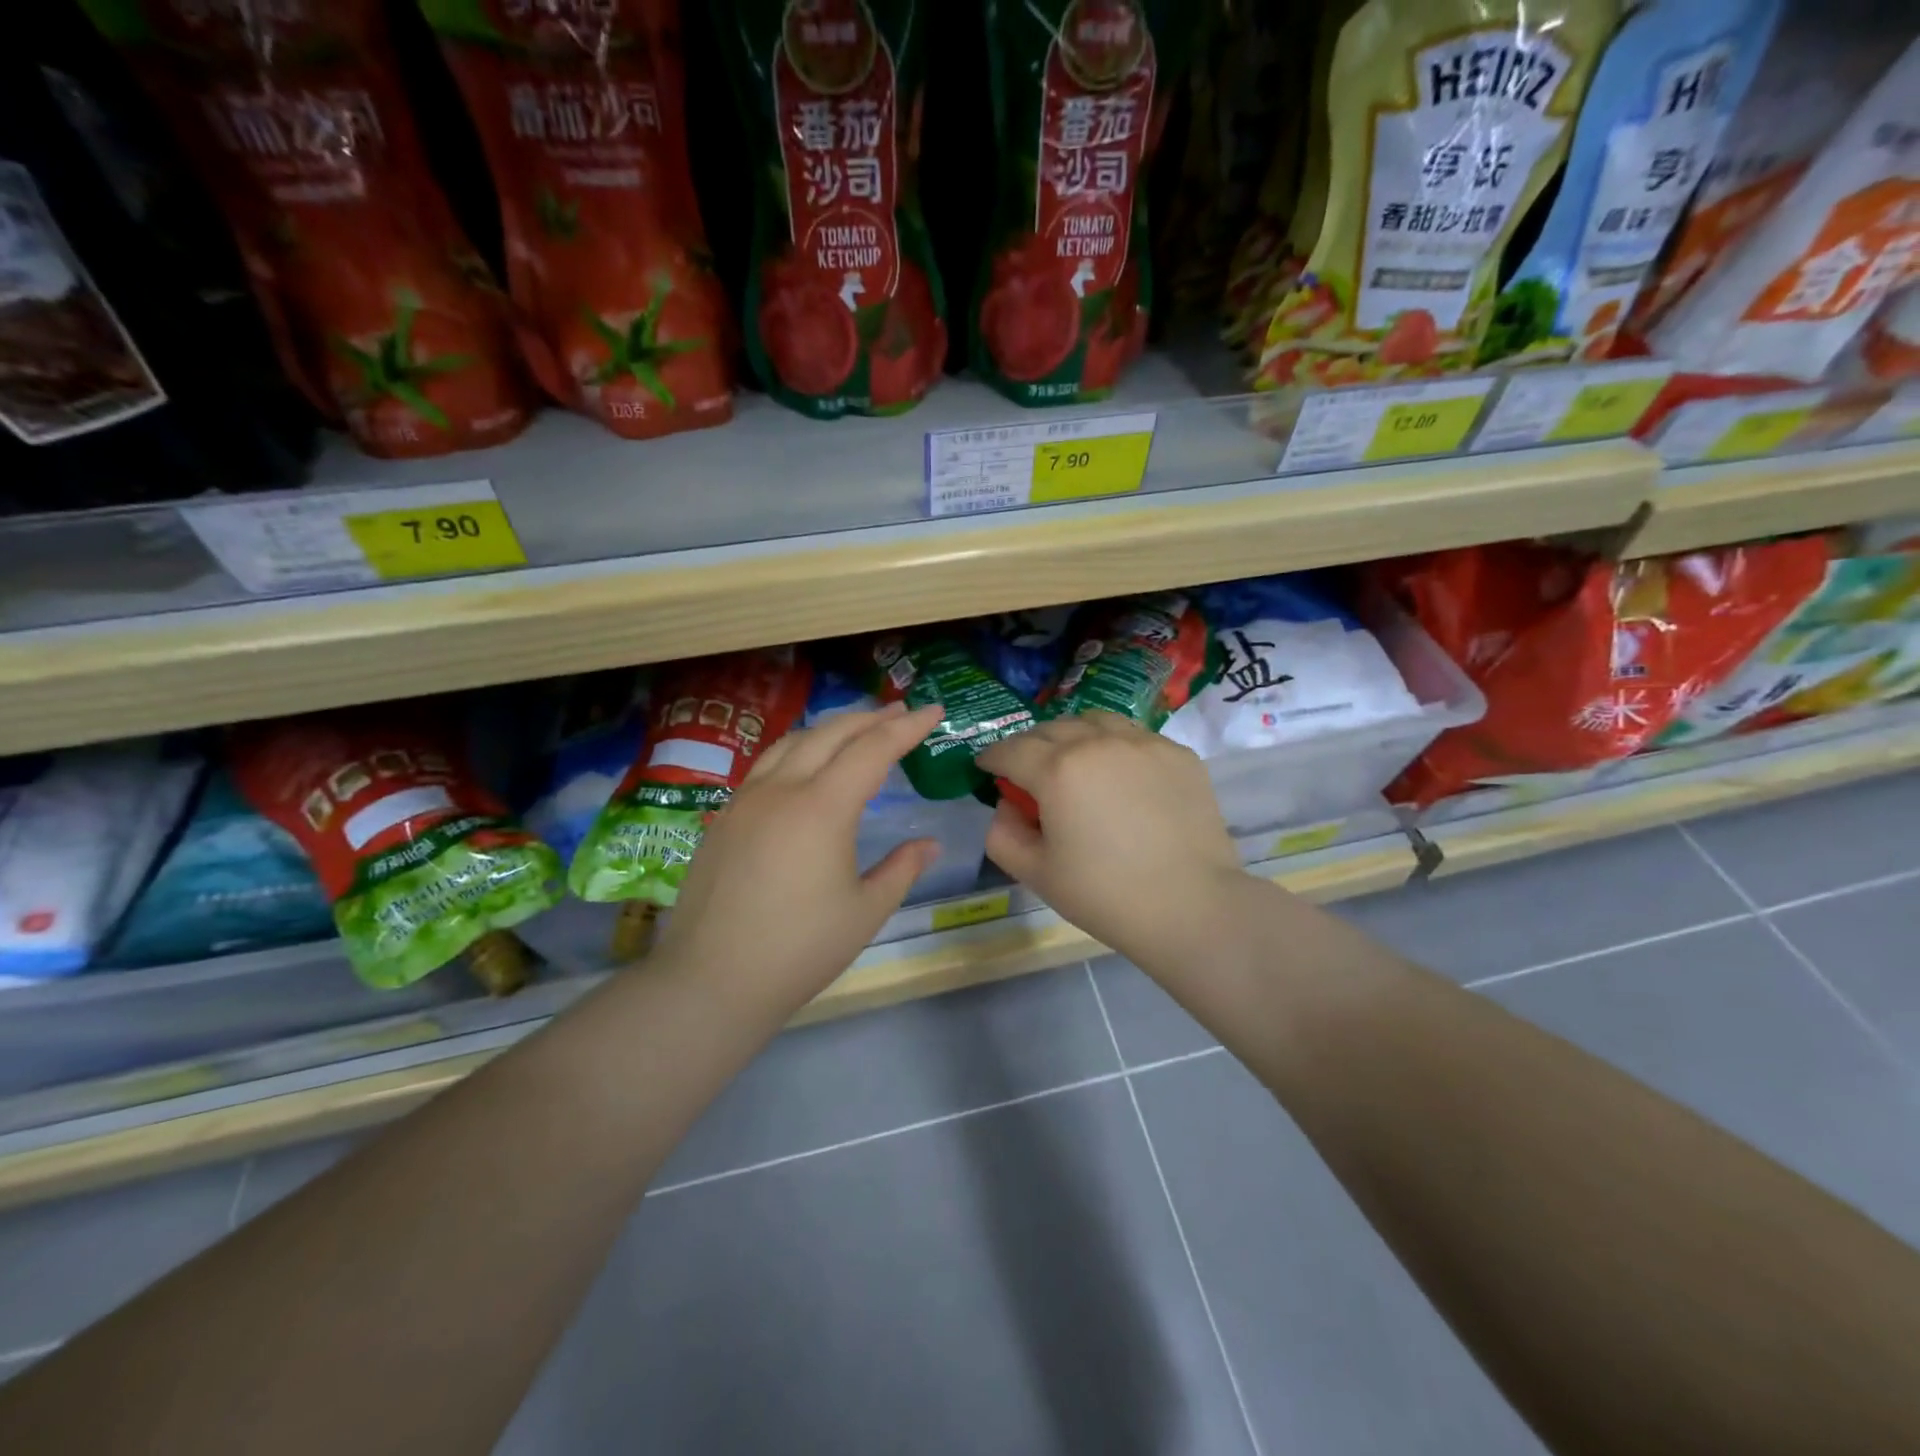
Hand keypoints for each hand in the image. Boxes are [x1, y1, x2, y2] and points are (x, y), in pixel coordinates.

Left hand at [651, 703, 945, 1015]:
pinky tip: (805, 766)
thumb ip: (901, 870)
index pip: (873, 750)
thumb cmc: (799, 950)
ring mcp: (746, 800)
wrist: (711, 980)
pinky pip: (767, 764)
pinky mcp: (724, 817)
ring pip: (793, 742)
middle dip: (870, 718)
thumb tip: (929, 845)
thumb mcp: (865, 912)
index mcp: (823, 808)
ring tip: (856, 731)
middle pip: (831, 734)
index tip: (934, 710)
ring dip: (831, 729)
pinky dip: (798, 750)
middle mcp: (782, 789)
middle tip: (900, 712)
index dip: (907, 727)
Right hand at [976, 713, 1246, 974]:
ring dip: (1073, 736)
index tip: (986, 768)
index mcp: (1057, 769)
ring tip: (1074, 761)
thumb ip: (1003, 834)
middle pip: (1051, 729)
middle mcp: (1098, 742)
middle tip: (1027, 770)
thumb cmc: (1104, 894)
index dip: (992, 758)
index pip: (1010, 750)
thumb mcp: (1036, 873)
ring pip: (1095, 722)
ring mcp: (1143, 743)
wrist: (1191, 906)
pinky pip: (1134, 737)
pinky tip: (1120, 776)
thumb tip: (1007, 805)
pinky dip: (1115, 747)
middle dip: (1030, 745)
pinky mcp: (1178, 753)